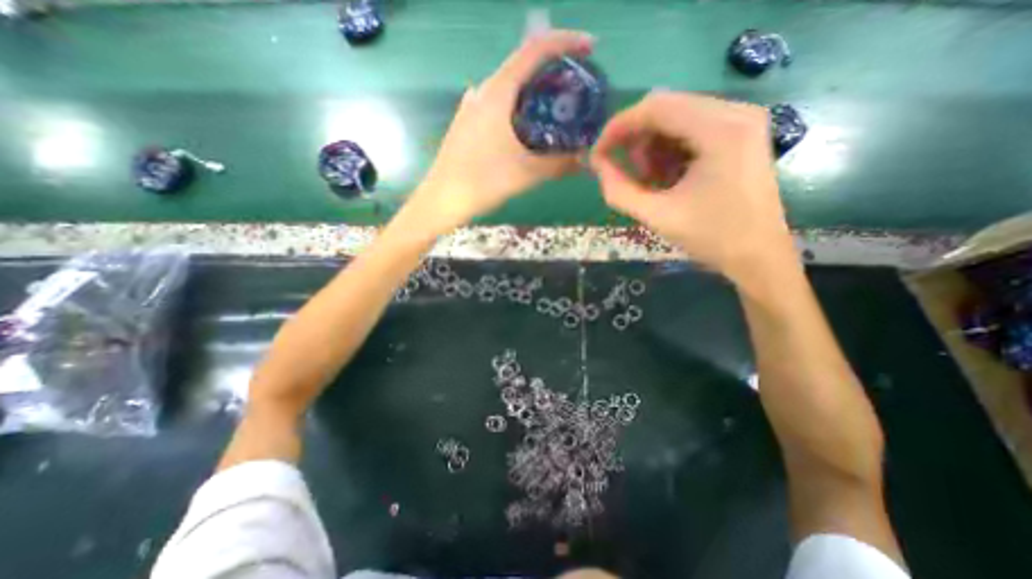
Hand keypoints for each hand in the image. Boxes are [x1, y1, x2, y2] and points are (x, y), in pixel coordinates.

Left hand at [408, 30, 591, 233]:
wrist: (443, 199)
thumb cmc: (483, 181)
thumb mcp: (526, 173)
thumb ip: (559, 163)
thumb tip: (585, 160)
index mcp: (498, 92)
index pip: (535, 49)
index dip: (565, 42)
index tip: (589, 49)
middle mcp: (483, 91)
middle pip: (522, 67)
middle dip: (552, 72)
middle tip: (574, 89)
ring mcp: (471, 106)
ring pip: (509, 87)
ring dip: (533, 92)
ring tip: (554, 110)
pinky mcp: (467, 122)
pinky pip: (498, 105)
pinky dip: (518, 108)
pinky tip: (525, 129)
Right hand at [588, 91, 795, 281]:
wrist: (758, 255)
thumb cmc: (710, 237)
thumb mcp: (656, 216)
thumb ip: (619, 191)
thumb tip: (598, 165)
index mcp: (720, 129)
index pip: (655, 107)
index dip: (618, 128)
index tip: (598, 154)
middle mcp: (735, 112)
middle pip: (666, 107)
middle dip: (635, 139)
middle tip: (625, 172)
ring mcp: (741, 120)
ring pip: (676, 117)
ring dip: (652, 147)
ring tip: (650, 181)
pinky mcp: (740, 133)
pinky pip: (691, 128)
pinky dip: (669, 150)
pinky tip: (668, 177)